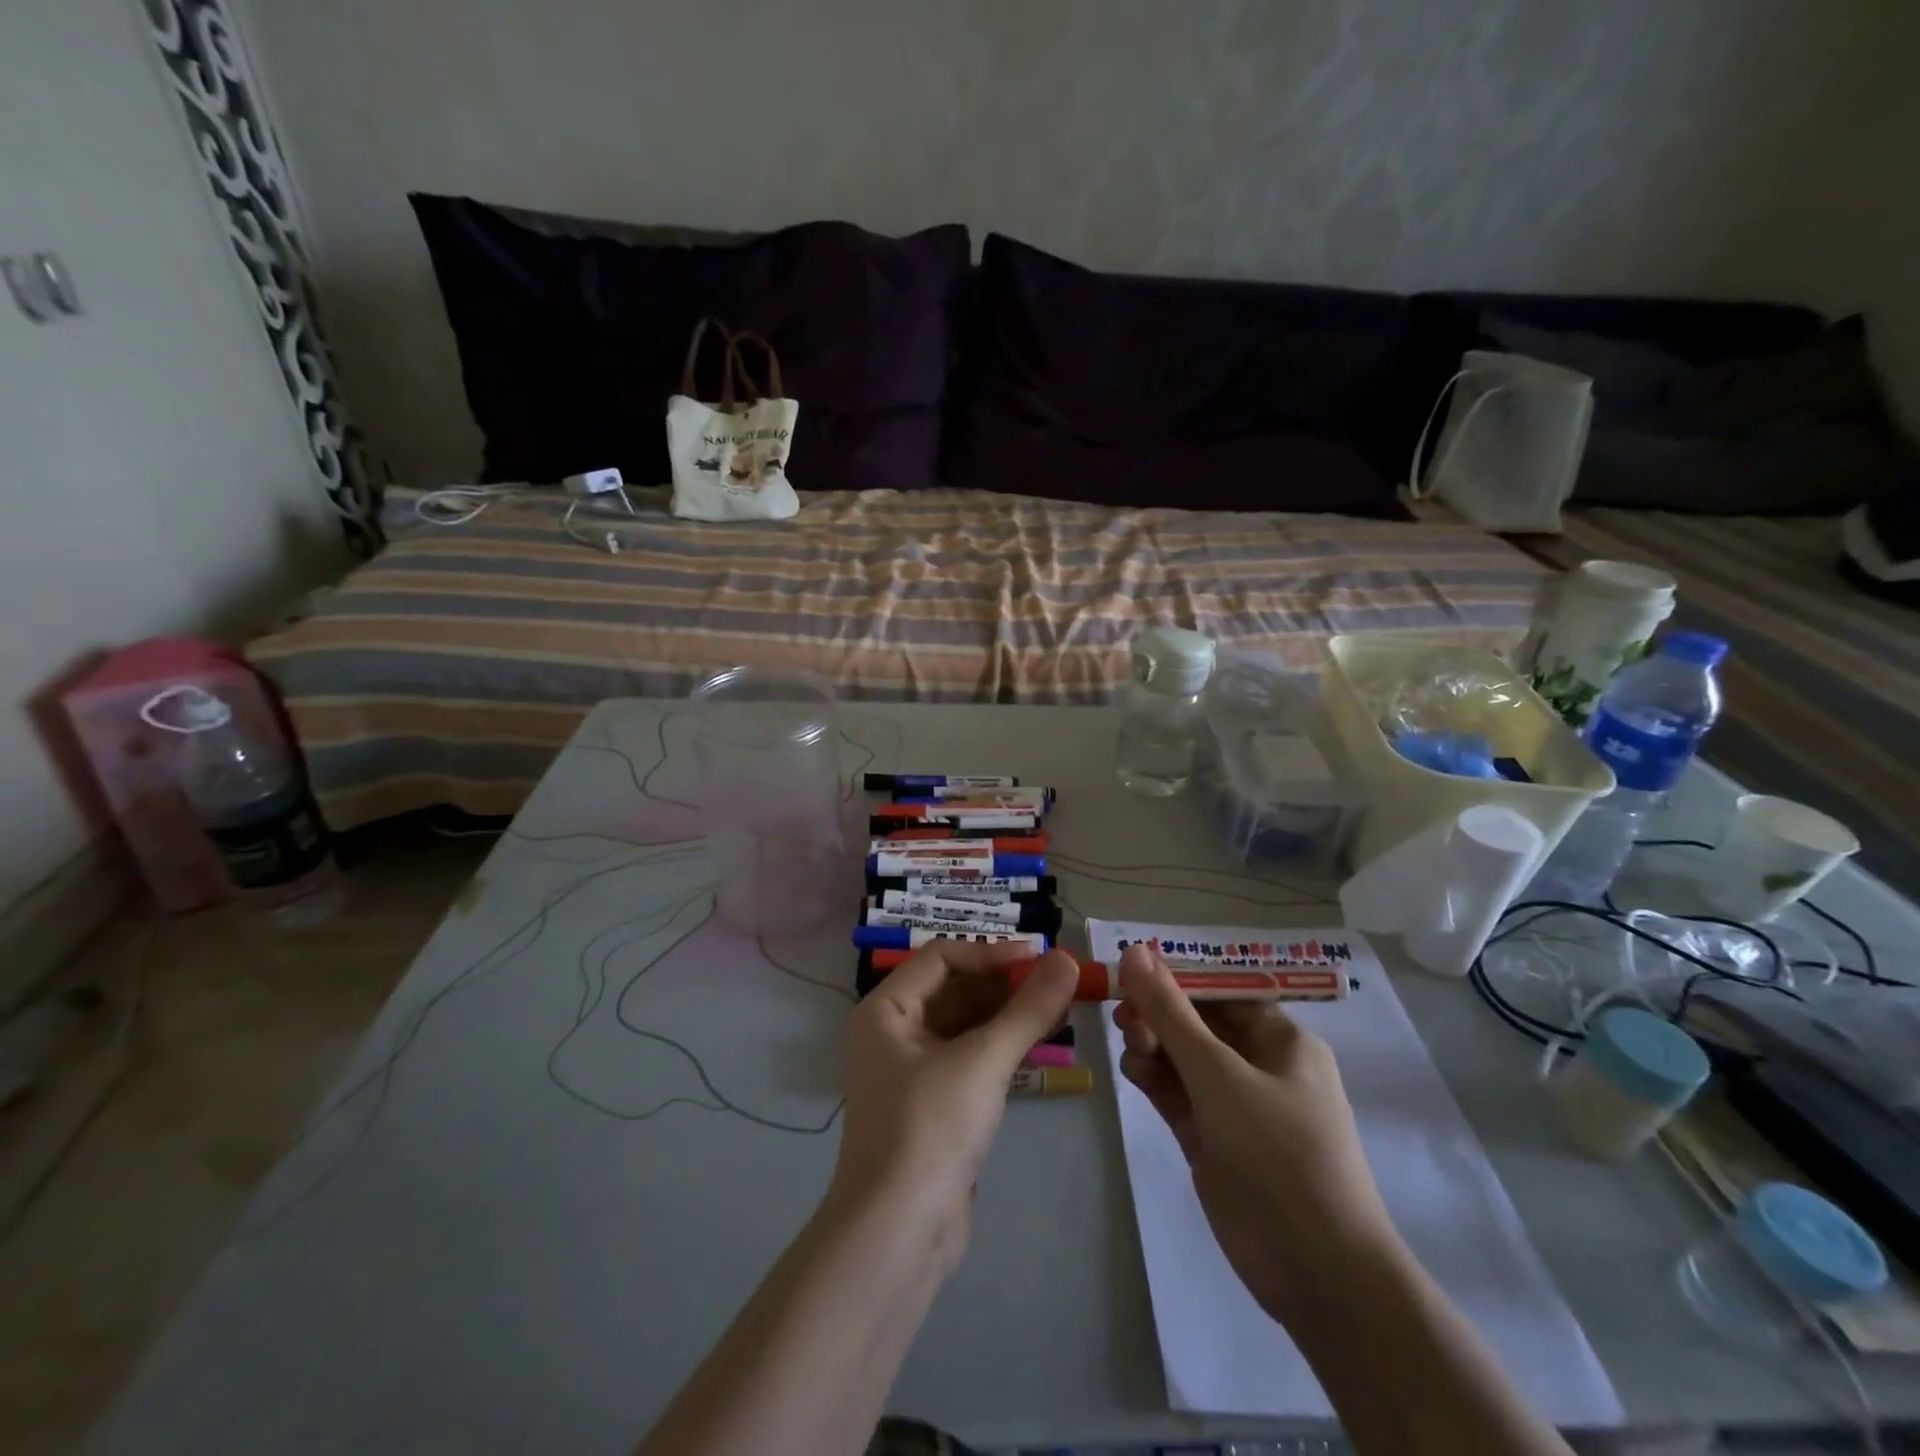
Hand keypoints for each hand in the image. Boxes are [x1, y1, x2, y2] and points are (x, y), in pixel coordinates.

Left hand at [831, 942, 1079, 1257]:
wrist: (898, 1234)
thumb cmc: (931, 1129)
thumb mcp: (984, 1061)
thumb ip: (1028, 1010)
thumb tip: (1069, 961)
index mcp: (886, 1010)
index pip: (942, 957)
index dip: (992, 953)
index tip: (1042, 958)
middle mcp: (893, 1031)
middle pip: (954, 989)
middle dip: (1005, 983)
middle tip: (1059, 982)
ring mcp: (912, 1069)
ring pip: (965, 1023)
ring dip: (1009, 1013)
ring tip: (1060, 1007)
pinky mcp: (934, 1103)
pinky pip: (970, 1056)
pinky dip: (1002, 1045)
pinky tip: (1040, 1041)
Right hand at [1113, 943, 1399, 1321]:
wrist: (1317, 1271)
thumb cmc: (1278, 1152)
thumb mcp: (1219, 1073)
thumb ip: (1170, 1012)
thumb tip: (1135, 950)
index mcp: (1281, 1040)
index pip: (1222, 992)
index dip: (1177, 979)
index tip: (1130, 974)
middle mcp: (1260, 1066)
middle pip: (1198, 1023)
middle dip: (1159, 1015)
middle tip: (1123, 1019)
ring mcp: (1235, 1106)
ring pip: (1182, 1058)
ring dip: (1153, 1045)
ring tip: (1131, 1050)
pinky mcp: (1213, 1139)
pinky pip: (1177, 1093)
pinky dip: (1154, 1078)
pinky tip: (1132, 1071)